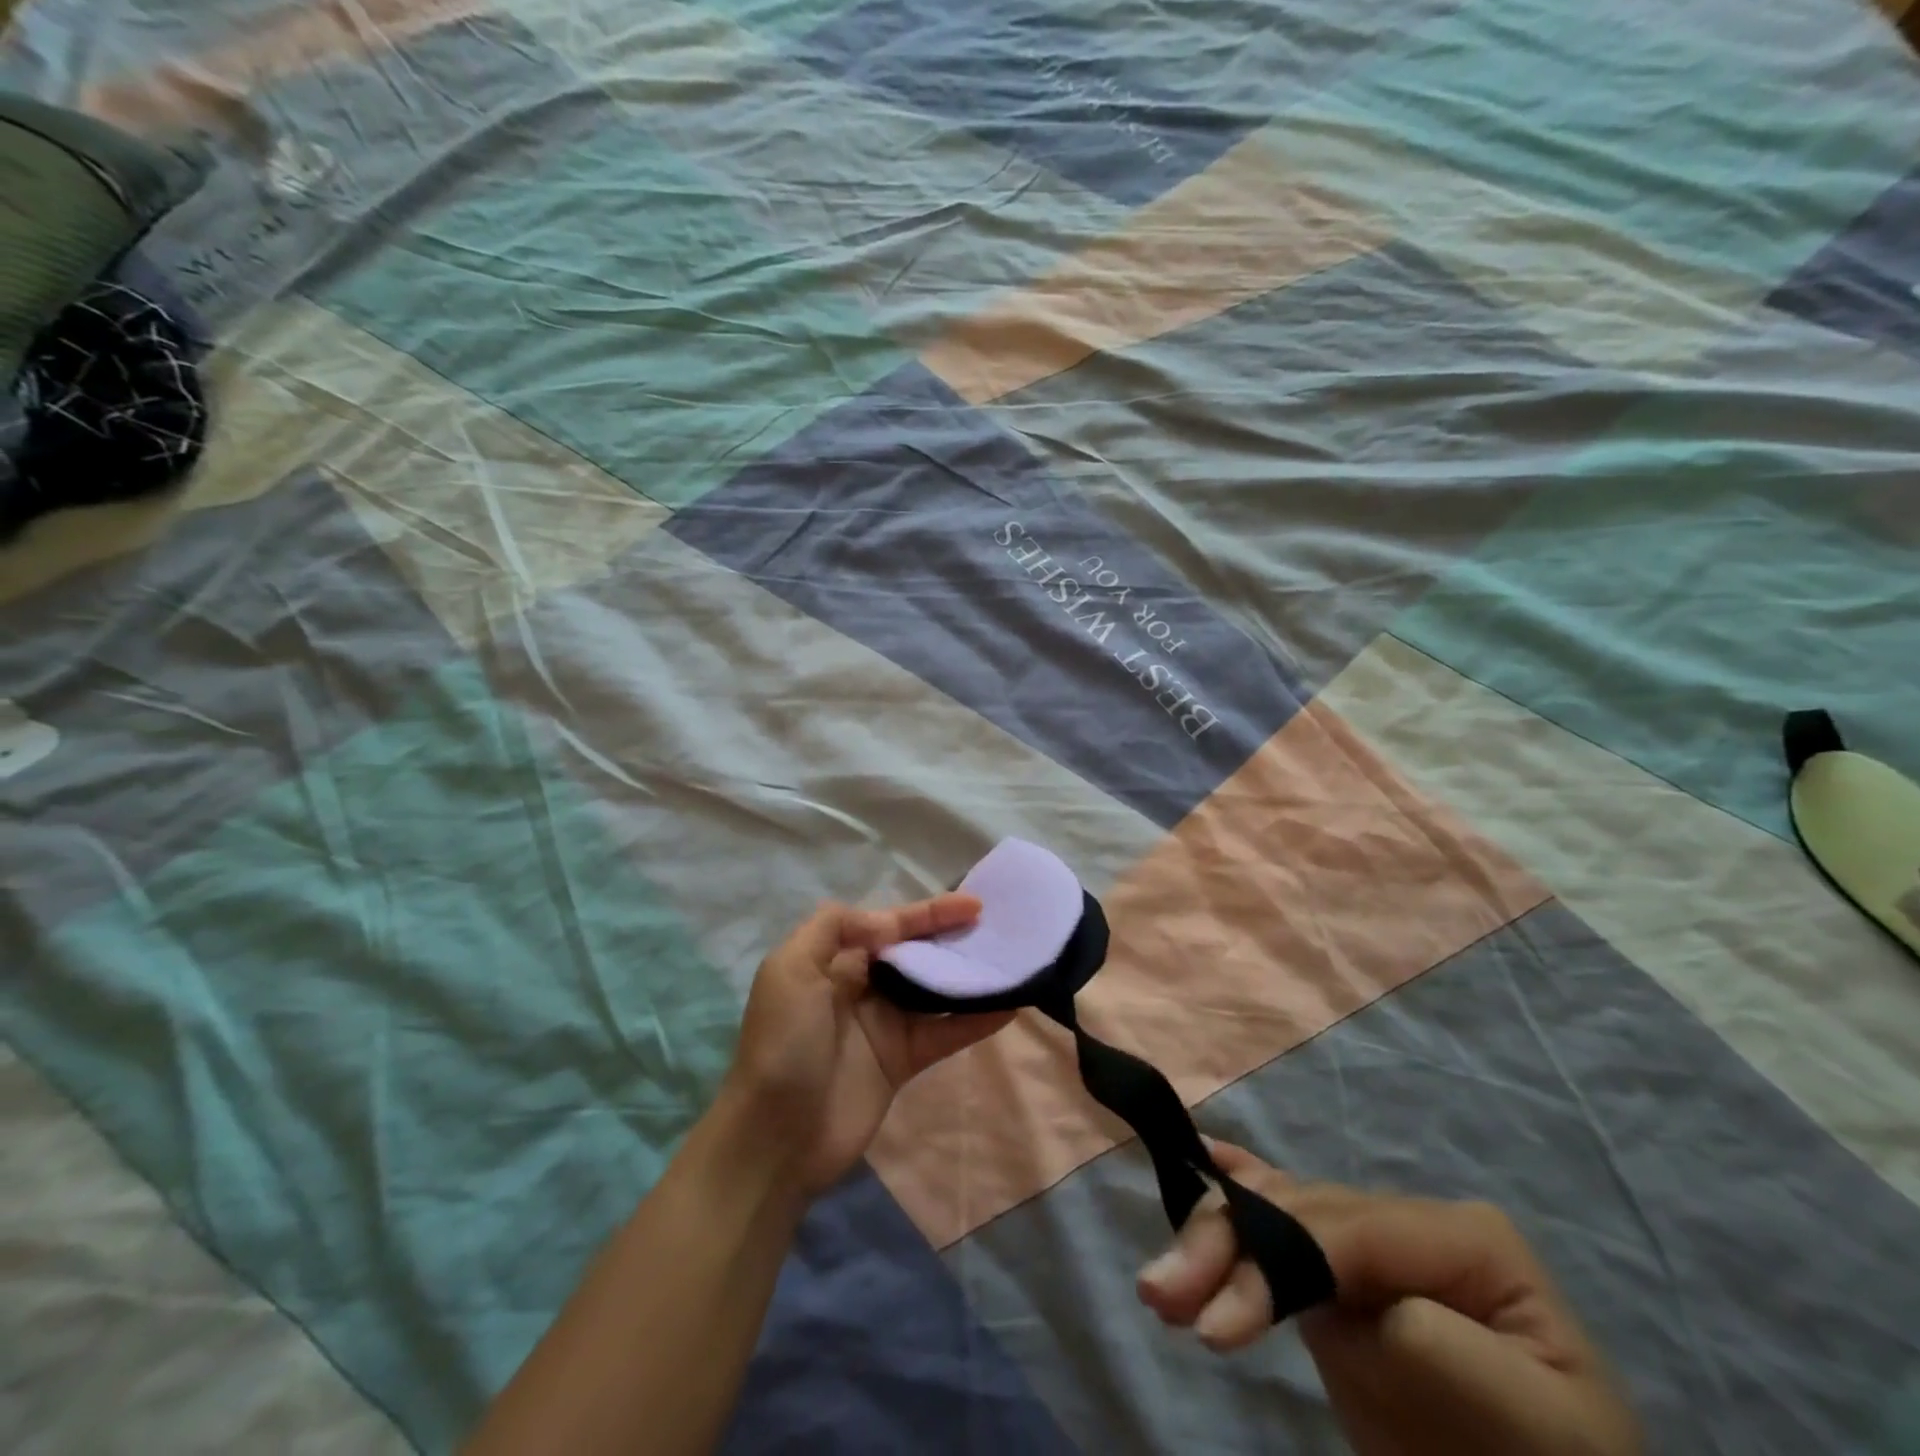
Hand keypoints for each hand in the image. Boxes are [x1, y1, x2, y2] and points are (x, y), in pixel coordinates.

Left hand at [721, 895, 1015, 1198]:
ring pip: (935, 989)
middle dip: (953, 937)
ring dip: (969, 974)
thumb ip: (835, 927)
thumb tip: (889, 921)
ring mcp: (884, 1024)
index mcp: (834, 960)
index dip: (929, 912)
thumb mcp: (791, 969)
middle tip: (999, 927)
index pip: (889, 925)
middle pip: (916, 952)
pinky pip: (945, 1032)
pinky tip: (1008, 1006)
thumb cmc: (784, 1043)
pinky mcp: (903, 1061)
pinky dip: (975, 1019)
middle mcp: (862, 985)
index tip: (972, 905)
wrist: (776, 1137)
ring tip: (1011, 958)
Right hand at [1137, 1141, 1642, 1455]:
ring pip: (1274, 1212)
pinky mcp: (1340, 1280)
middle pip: (1297, 1211)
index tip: (1214, 1324)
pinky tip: (1207, 1155)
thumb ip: (1429, 1341)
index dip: (1272, 1257)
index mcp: (1459, 1235)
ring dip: (1211, 1236)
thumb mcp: (1521, 1418)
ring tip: (1160, 1285)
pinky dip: (1239, 1184)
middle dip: (1226, 1245)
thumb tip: (1338, 1304)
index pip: (1346, 1227)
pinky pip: (1283, 1216)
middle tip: (1163, 1296)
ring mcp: (1367, 1246)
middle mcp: (1404, 1221)